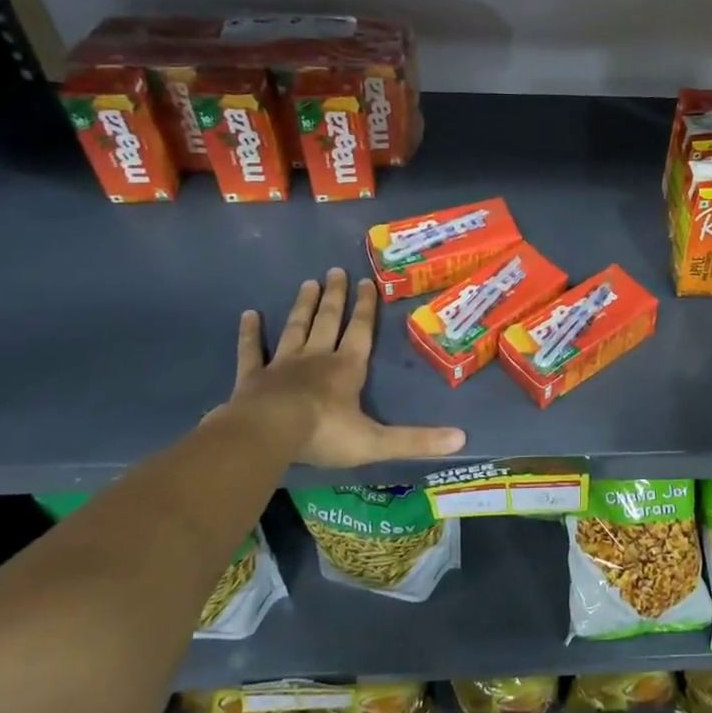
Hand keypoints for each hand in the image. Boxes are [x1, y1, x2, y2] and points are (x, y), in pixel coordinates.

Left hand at [210, 268, 465, 468]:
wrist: (266, 435)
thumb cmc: (323, 434)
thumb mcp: (377, 441)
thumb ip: (417, 440)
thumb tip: (462, 439)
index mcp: (347, 368)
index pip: (361, 331)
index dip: (365, 307)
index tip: (366, 281)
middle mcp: (317, 358)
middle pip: (327, 321)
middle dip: (334, 297)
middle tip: (335, 271)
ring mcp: (282, 365)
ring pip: (295, 328)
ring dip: (303, 306)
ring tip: (308, 283)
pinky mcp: (252, 378)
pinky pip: (252, 351)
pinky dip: (250, 333)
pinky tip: (249, 315)